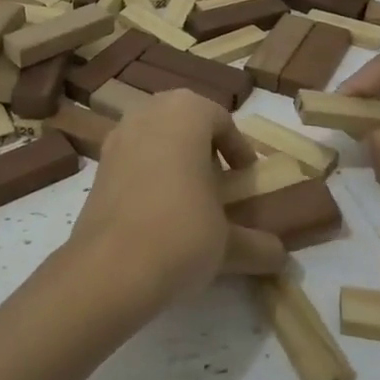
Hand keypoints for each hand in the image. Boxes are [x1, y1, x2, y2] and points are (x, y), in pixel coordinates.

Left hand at [64, 90, 287, 307]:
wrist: (110, 266)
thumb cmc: (181, 233)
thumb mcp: (229, 243)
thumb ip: (257, 244)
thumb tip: (281, 257)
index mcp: (186, 112)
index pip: (221, 119)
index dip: (238, 148)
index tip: (246, 177)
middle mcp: (148, 112)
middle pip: (184, 121)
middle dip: (203, 147)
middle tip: (219, 181)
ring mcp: (117, 136)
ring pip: (154, 136)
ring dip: (173, 158)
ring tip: (189, 198)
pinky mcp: (98, 166)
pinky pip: (132, 158)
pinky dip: (148, 174)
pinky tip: (157, 212)